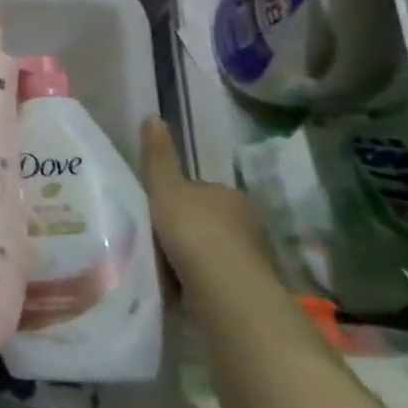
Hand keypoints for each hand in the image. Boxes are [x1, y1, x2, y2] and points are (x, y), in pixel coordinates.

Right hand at [139, 115, 274, 293]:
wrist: (227, 291)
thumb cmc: (193, 231)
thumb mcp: (165, 189)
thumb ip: (158, 157)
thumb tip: (152, 116)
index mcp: (228, 194)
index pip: (198, 191)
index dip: (174, 200)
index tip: (154, 214)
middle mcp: (248, 222)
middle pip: (207, 221)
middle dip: (185, 231)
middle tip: (155, 243)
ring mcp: (255, 258)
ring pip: (214, 252)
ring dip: (194, 260)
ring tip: (165, 271)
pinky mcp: (253, 290)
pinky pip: (219, 280)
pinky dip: (203, 284)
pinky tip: (182, 292)